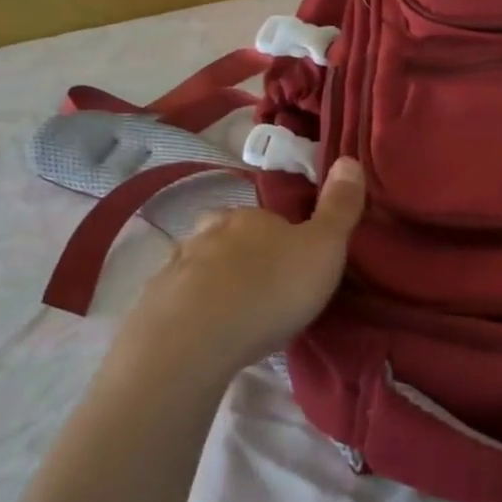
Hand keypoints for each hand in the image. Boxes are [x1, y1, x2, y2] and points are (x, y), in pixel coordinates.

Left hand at [104, 158, 366, 384]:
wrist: (194, 342)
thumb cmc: (270, 289)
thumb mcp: (324, 248)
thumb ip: (339, 208)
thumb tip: (349, 159)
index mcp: (250, 218)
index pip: (268, 218)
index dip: (282, 238)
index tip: (296, 265)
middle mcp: (208, 233)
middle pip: (228, 237)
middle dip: (243, 256)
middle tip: (265, 288)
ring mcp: (174, 268)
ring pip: (200, 267)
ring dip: (215, 283)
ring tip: (235, 314)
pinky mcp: (152, 306)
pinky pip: (177, 302)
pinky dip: (191, 311)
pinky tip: (204, 334)